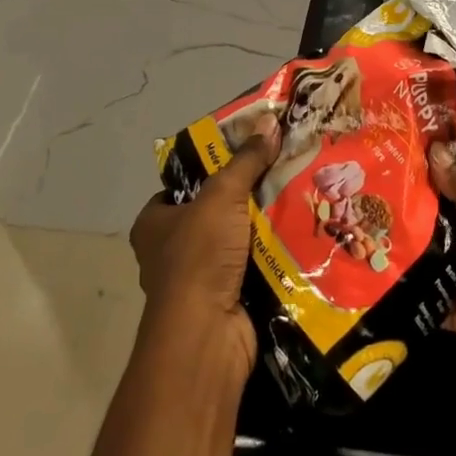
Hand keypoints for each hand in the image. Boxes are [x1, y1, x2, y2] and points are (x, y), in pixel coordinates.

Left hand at [128, 113, 280, 381]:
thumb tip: (269, 121)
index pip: (183, 187)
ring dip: (265, 226)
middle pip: (215, 212)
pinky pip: (254, 266)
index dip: (213, 169)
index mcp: (154, 224)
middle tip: (283, 171)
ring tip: (301, 196)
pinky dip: (274, 254)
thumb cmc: (199, 257)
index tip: (249, 154)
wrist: (208, 334)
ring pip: (238, 239)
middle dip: (247, 197)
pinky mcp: (227, 300)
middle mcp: (170, 251)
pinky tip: (302, 233)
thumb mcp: (221, 196)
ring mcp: (199, 279)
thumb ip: (245, 161)